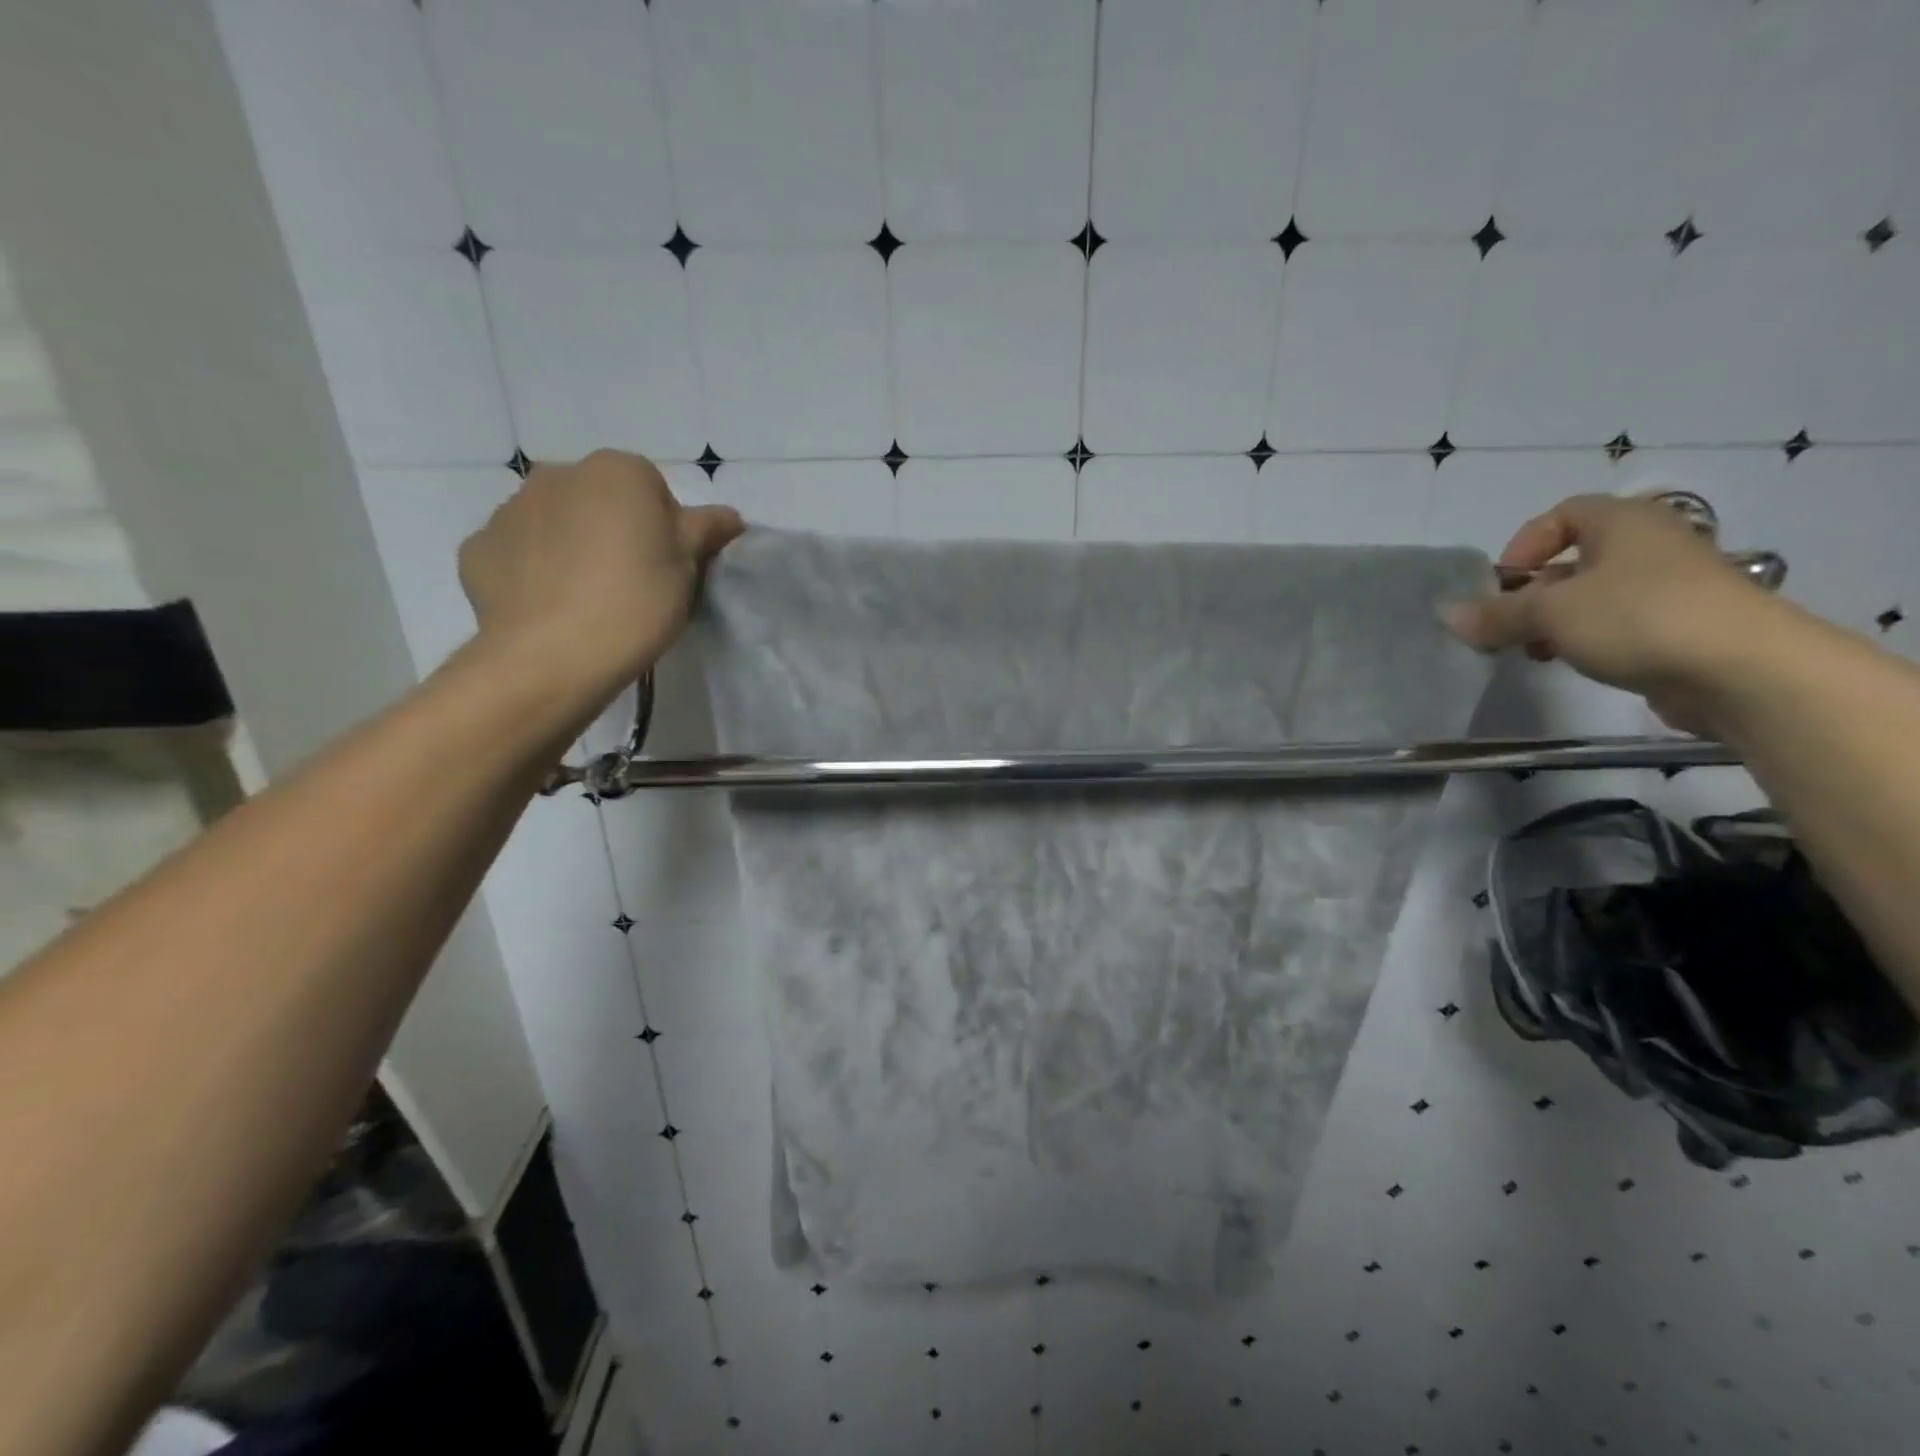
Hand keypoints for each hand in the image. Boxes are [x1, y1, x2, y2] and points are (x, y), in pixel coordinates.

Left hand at [458, 449, 743, 706]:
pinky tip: (551, 607)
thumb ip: (708, 529)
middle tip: (631, 583)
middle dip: (615, 530)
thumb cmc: (636, 601)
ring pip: (556, 522)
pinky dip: (534, 571)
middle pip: (600, 500)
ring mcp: (510, 509)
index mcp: (617, 471)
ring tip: (588, 599)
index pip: (652, 488)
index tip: (667, 567)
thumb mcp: (689, 565)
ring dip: (572, 547)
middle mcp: (558, 474)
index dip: (665, 528)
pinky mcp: (478, 548)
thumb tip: (730, 516)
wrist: (554, 656)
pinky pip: (519, 552)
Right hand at [1442, 492, 1783, 734]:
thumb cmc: (1638, 618)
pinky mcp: (1683, 624)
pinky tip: (1574, 663)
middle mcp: (1651, 543)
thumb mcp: (1550, 613)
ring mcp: (1672, 585)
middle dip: (1532, 593)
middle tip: (1507, 626)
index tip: (1502, 585)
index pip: (1562, 514)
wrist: (1742, 668)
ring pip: (1594, 594)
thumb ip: (1496, 614)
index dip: (1524, 545)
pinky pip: (1620, 622)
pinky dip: (1589, 638)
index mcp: (1624, 521)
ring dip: (1556, 621)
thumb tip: (1448, 615)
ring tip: (1535, 652)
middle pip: (1573, 559)